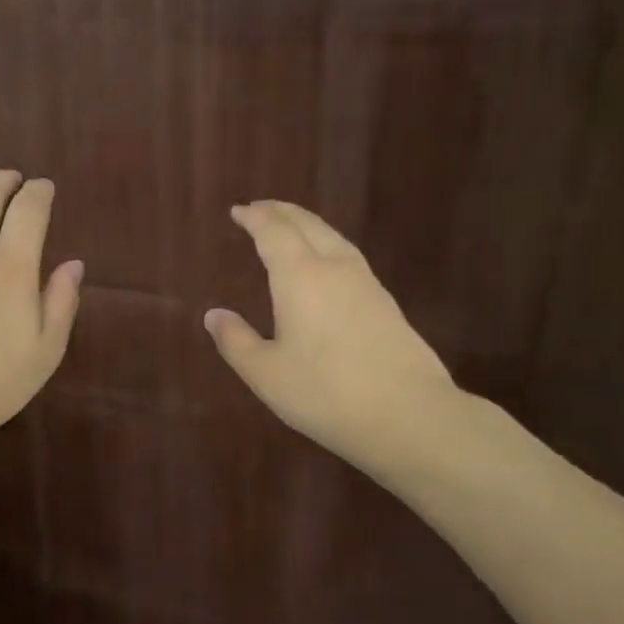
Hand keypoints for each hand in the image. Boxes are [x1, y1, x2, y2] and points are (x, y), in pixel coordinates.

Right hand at [204, 201, 469, 478]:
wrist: (410, 416)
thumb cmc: (325, 393)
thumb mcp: (266, 373)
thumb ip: (236, 341)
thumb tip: (213, 315)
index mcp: (300, 276)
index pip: (274, 231)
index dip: (255, 217)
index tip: (238, 210)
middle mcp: (334, 268)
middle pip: (306, 224)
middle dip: (281, 211)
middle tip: (260, 208)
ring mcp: (366, 283)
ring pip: (333, 237)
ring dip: (307, 224)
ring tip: (290, 226)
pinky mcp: (386, 302)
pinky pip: (348, 255)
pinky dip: (327, 244)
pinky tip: (326, 263)